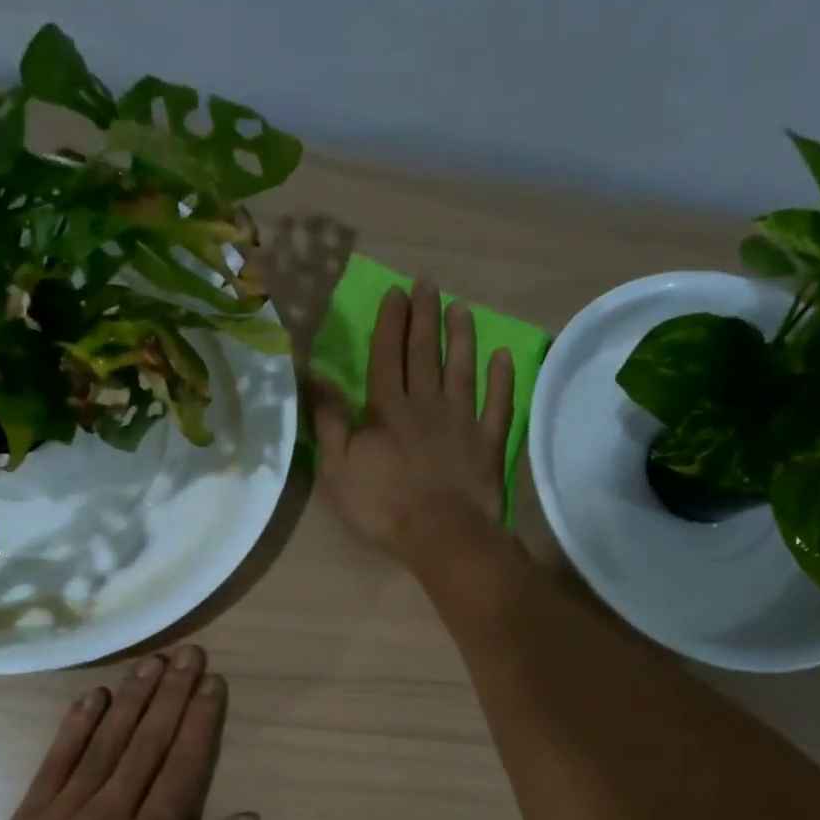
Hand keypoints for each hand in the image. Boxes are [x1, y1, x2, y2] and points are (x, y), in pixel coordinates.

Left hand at [0, 646, 258, 819]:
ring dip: (131, 697)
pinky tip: (92, 694)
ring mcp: (66, 809)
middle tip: (189, 654)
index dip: (199, 721)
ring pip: (107, 741)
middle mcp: (111, 813)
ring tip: (152, 662)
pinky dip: (76, 724)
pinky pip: (57, 759)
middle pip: (148, 741)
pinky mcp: (30, 814)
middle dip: (172, 693)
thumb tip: (248, 819)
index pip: (182, 766)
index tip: (212, 684)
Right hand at [309, 278, 514, 563]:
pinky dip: (501, 379)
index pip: (386, 356)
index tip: (396, 292)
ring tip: (461, 308)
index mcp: (387, 409)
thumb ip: (329, 421)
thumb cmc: (383, 506)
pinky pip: (497, 404)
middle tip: (428, 284)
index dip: (390, 323)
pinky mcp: (488, 442)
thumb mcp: (338, 468)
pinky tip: (504, 356)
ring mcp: (462, 421)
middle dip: (424, 317)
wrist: (443, 535)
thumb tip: (316, 376)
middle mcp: (426, 404)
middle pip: (424, 353)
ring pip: (462, 370)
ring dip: (461, 337)